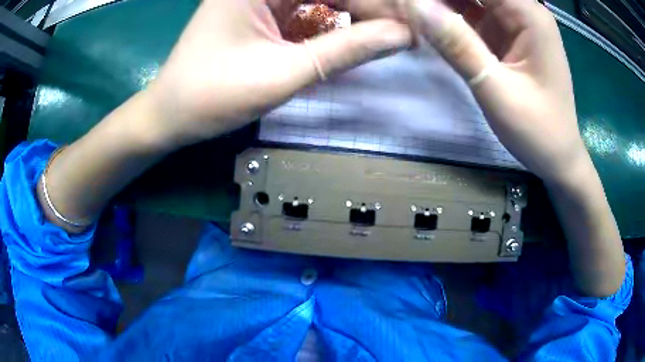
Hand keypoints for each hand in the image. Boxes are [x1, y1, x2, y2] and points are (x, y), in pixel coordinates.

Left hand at [147, 0, 411, 148]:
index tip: (410, 28)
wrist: (170, 116)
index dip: (378, 4)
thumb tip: (404, 36)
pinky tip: (352, 36)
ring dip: (354, 14)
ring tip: (387, 37)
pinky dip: (331, 21)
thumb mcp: (283, 74)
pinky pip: (307, 6)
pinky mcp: (260, 10)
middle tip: (403, 35)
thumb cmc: (212, 96)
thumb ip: (346, 50)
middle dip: (369, 9)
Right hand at [405, 0, 589, 185]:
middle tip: (408, 7)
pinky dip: (450, 15)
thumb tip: (414, 5)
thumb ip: (457, 45)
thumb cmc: (538, 130)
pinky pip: (472, 14)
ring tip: (414, 11)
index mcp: (529, 15)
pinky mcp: (505, 36)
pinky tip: (429, 20)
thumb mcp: (496, 90)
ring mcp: (514, 23)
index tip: (411, 1)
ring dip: (442, 3)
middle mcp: (523, 11)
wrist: (557, 157)